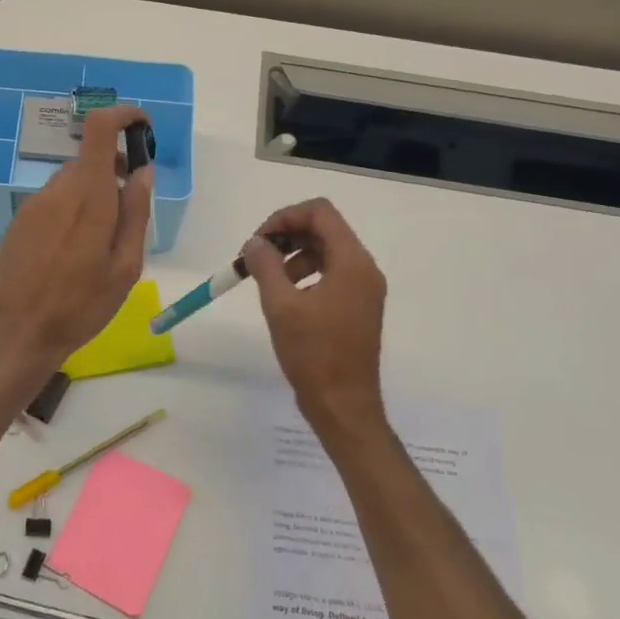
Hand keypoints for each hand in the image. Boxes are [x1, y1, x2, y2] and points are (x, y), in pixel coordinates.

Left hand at [0, 106, 152, 368]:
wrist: (19, 333)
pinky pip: (53, 200)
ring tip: (103, 238)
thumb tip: (142, 171)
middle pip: (88, 158)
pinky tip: (74, 248)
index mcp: (87, 196)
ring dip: (93, 191)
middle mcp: (56, 190)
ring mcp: (33, 205)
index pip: (98, 128)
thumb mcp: (125, 266)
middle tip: (131, 204)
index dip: (122, 116)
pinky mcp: (19, 222)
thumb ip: (136, 213)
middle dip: (114, 168)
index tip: (142, 129)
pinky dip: (72, 208)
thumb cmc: (81, 305)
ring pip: (70, 181)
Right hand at [242, 198, 386, 437]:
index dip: (285, 217)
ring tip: (266, 280)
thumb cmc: (314, 354)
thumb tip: (255, 243)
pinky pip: (331, 274)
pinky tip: (284, 296)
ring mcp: (363, 289)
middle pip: (324, 229)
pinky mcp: (357, 307)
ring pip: (326, 251)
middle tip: (256, 257)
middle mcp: (364, 269)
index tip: (258, 240)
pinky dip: (304, 274)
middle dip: (286, 235)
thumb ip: (266, 265)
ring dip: (293, 255)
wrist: (343, 406)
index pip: (320, 212)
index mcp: (352, 263)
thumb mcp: (281, 305)